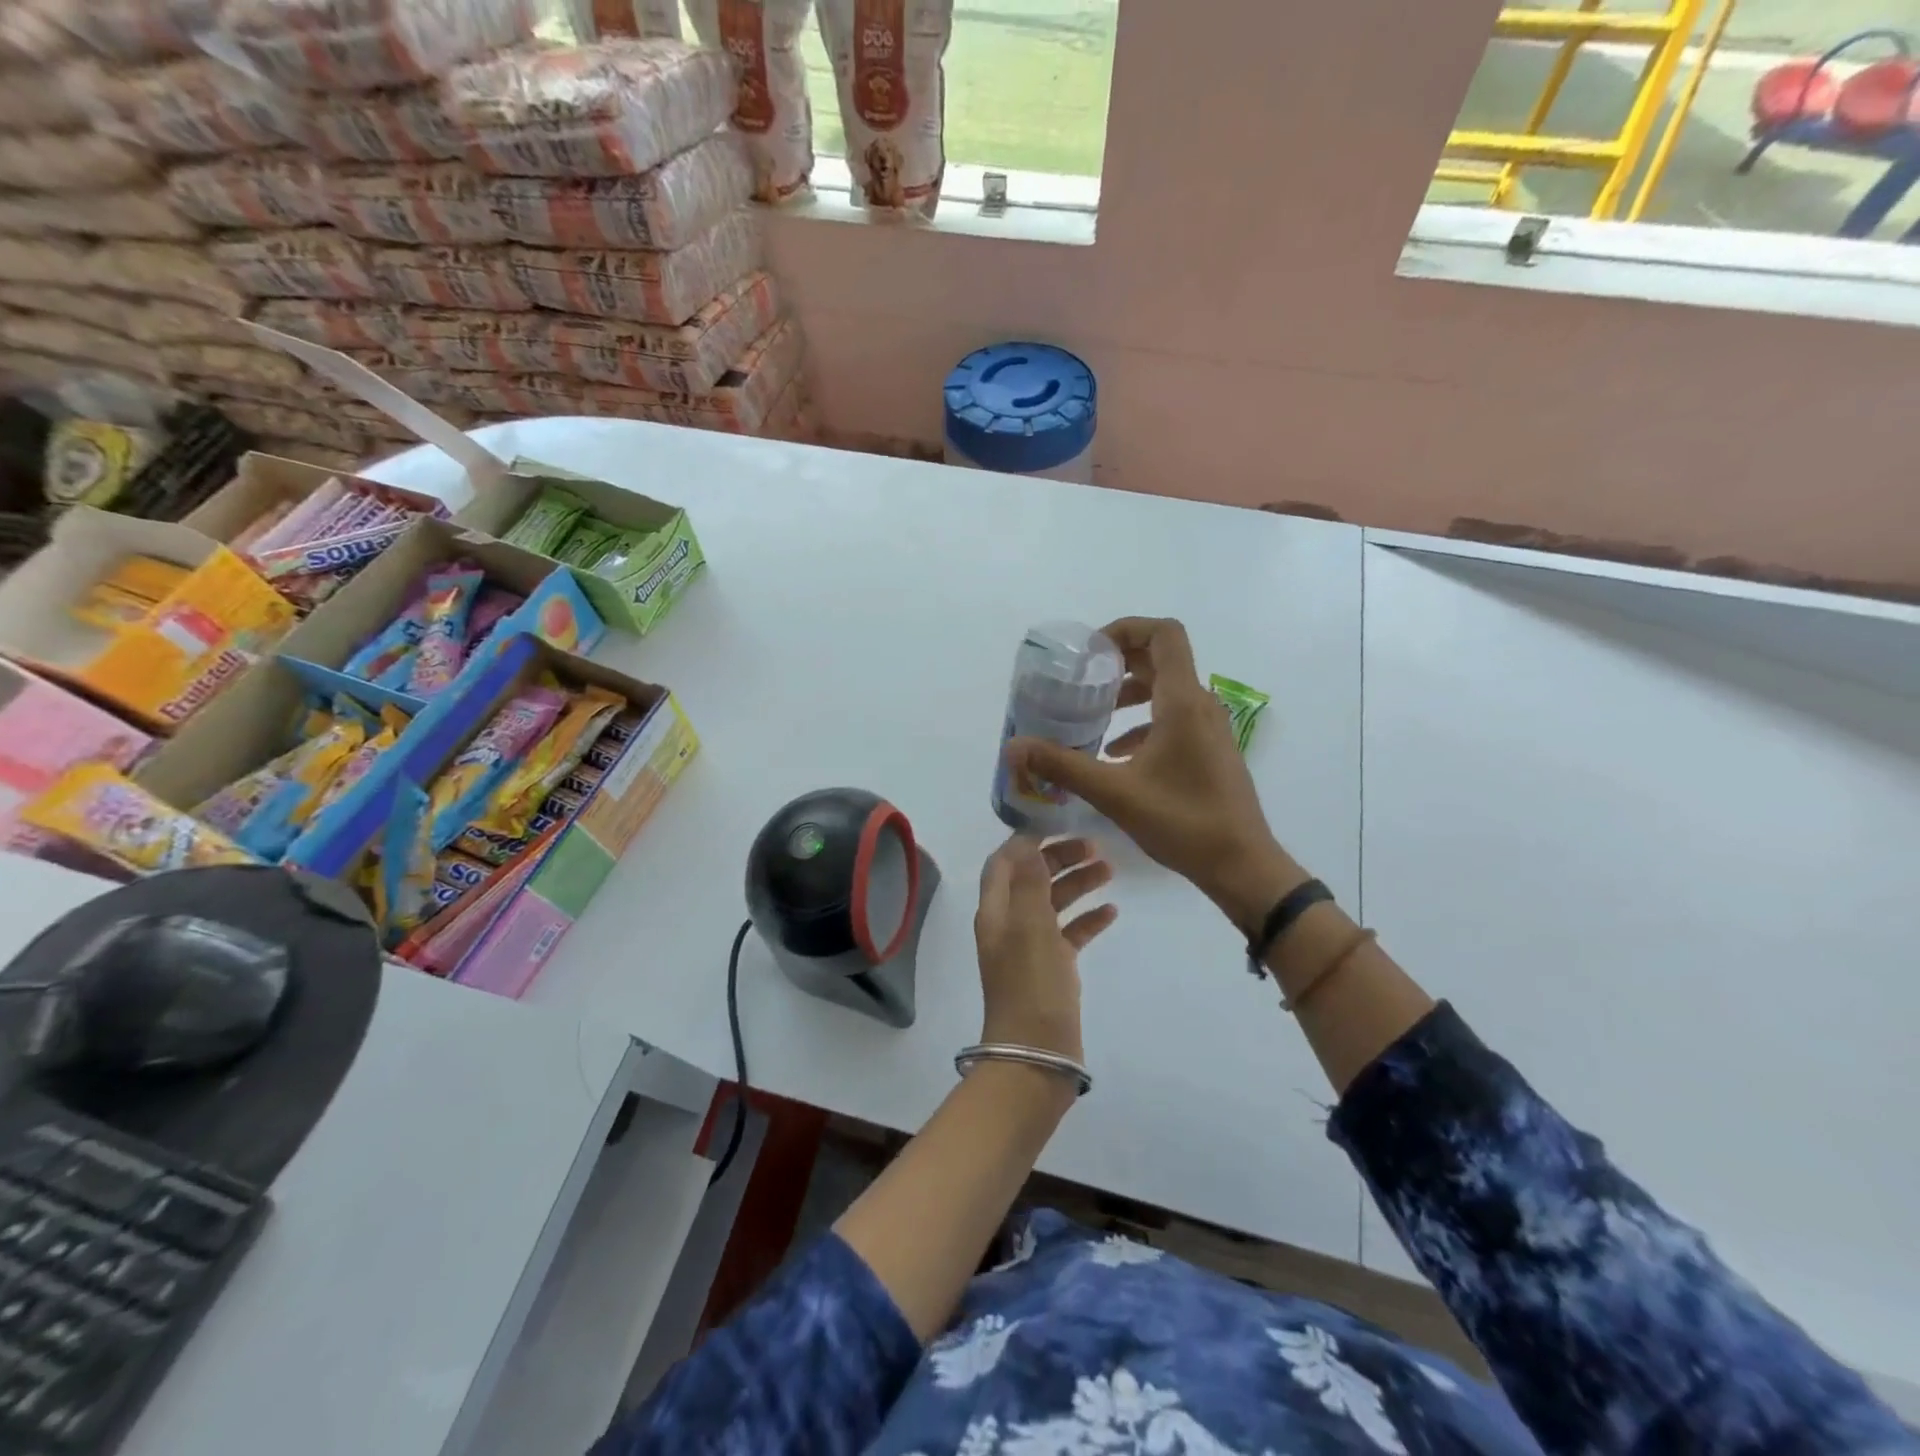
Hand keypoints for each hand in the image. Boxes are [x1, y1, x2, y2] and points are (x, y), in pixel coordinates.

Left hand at [972, 835, 1115, 1063]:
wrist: (1036, 1055)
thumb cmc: (1031, 985)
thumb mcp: (1030, 926)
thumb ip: (1028, 881)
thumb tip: (1027, 841)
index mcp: (996, 910)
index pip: (1003, 861)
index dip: (1027, 839)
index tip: (1060, 823)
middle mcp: (1009, 923)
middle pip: (1031, 877)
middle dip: (1060, 857)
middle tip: (1096, 846)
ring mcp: (1030, 947)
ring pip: (1053, 902)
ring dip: (1077, 883)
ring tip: (1110, 870)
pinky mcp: (1052, 969)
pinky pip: (1069, 933)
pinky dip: (1087, 918)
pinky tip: (1111, 912)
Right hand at [1005, 617, 1299, 933]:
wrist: (1241, 866)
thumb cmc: (1182, 822)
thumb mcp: (1114, 793)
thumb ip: (1062, 766)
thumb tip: (1015, 747)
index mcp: (1183, 702)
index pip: (1163, 634)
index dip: (1126, 629)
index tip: (1090, 651)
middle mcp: (1201, 706)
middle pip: (1162, 659)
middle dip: (1119, 663)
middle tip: (1082, 680)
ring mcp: (1210, 729)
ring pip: (1167, 691)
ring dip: (1130, 694)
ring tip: (1093, 716)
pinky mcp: (1210, 752)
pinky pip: (1174, 720)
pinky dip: (1143, 724)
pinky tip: (1116, 755)